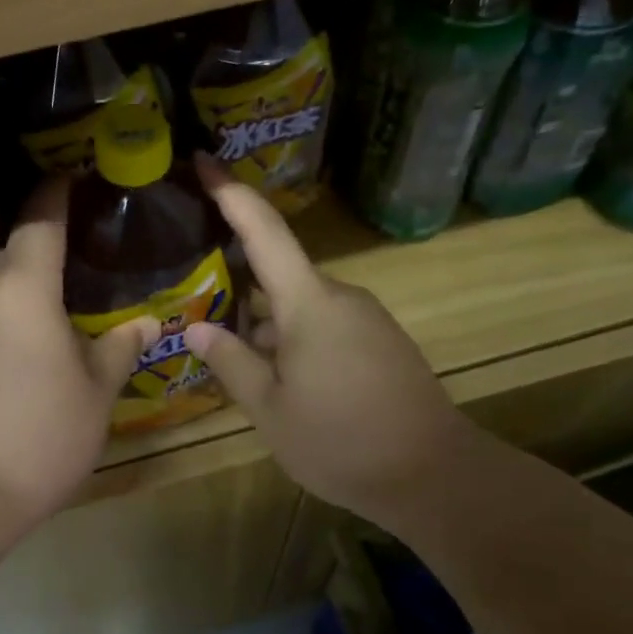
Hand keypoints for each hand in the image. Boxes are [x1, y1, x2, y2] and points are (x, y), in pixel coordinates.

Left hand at [0, 180, 159, 534]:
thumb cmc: (40, 435)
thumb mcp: (95, 393)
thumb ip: (119, 347)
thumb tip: (148, 321)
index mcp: (23, 285)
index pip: (40, 220)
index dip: (56, 195)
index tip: (70, 179)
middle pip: (9, 252)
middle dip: (37, 255)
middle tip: (71, 276)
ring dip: (10, 289)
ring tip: (40, 318)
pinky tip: (8, 352)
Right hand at [184, 156, 471, 531]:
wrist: (434, 475)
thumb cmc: (340, 441)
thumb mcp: (270, 410)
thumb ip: (232, 363)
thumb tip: (198, 328)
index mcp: (309, 303)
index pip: (264, 231)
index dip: (232, 193)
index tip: (204, 159)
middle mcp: (341, 297)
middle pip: (279, 275)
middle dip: (240, 288)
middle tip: (200, 308)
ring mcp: (366, 318)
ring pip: (302, 306)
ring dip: (268, 324)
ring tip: (238, 361)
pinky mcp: (382, 341)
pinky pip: (326, 325)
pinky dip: (296, 339)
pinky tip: (283, 380)